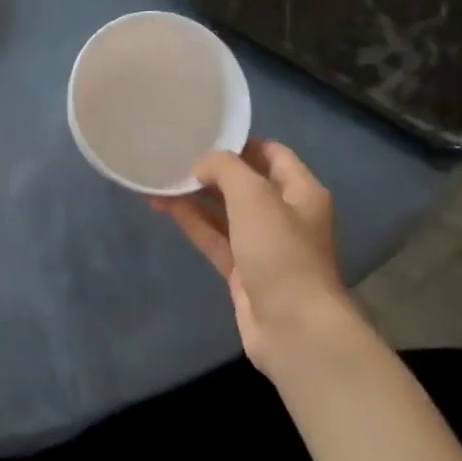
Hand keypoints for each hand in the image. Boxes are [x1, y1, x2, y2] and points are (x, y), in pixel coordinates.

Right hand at [152, 139, 352, 374]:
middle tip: (174, 156)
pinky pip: (214, 237)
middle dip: (212, 170)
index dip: (240, 142)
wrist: (293, 327)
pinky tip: (165, 207)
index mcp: (301, 191)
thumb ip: (225, 168)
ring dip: (196, 196)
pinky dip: (192, 222)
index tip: (203, 134)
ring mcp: (263, 245)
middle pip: (246, 183)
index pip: (272, 154)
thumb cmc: (280, 252)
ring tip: (160, 179)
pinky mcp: (243, 271)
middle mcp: (285, 215)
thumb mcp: (254, 196)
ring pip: (225, 211)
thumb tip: (202, 165)